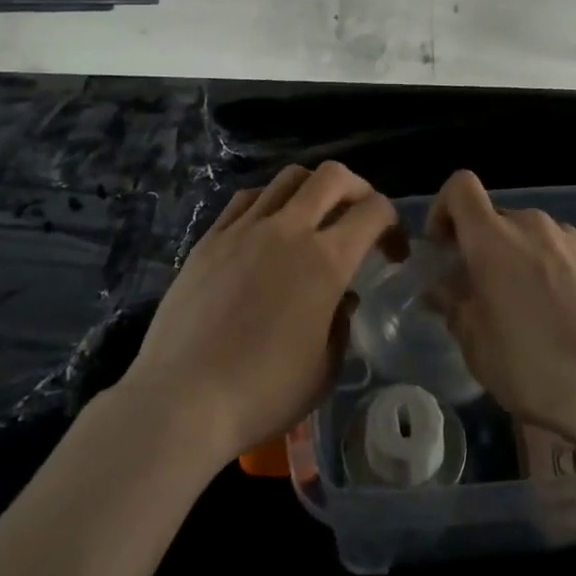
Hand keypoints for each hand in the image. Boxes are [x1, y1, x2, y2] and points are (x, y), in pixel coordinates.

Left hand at [120, 163, 396, 468]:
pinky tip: (268, 228)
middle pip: (333, 176)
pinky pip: (247, 199)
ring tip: (313, 219)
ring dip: (312, 189)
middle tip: (359, 218)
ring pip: (288, 178)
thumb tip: (342, 299)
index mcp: (326, 261)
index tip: (392, 253)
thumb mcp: (323, 370)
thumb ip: (341, 325)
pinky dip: (269, 201)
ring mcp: (245, 228)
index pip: (374, 211)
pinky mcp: (211, 238)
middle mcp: (289, 230)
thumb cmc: (262, 393)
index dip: (393, 224)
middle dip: (358, 189)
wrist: (182, 399)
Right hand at [426, 170, 575, 444]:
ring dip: (519, 259)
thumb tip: (442, 289)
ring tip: (527, 308)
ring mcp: (572, 240)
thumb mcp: (476, 345)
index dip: (444, 208)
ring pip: (531, 236)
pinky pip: (563, 253)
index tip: (443, 247)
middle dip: (483, 246)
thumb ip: (454, 306)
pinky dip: (552, 271)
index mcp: (492, 238)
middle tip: (482, 292)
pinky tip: (563, 316)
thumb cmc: (533, 366)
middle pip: (496, 218)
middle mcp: (532, 225)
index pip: (461, 187)